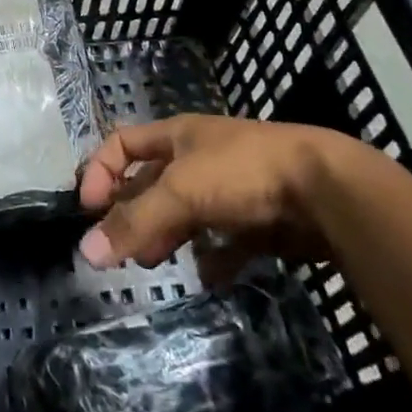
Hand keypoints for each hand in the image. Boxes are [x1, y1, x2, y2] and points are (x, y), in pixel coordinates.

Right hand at [77, 116, 364, 283]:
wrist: (326, 190)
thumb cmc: (242, 172)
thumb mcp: (181, 192)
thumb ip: (135, 222)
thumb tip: (85, 253)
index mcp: (177, 135)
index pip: (122, 144)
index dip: (101, 171)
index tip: (89, 210)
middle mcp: (199, 158)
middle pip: (151, 183)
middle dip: (132, 212)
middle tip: (119, 248)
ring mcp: (230, 189)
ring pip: (185, 213)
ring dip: (166, 236)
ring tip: (153, 262)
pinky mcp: (258, 221)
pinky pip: (224, 241)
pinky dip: (212, 259)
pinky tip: (208, 276)